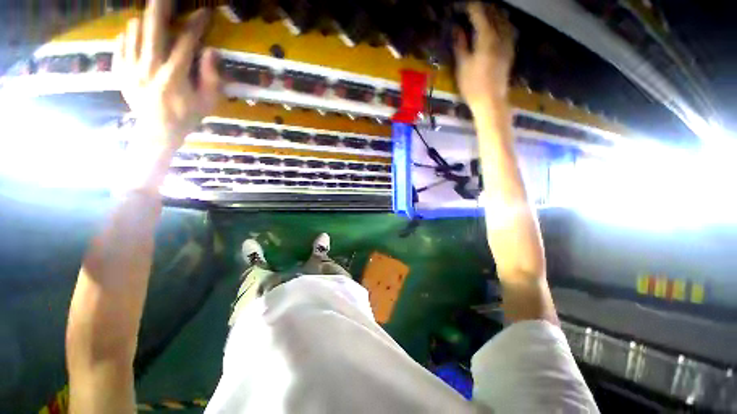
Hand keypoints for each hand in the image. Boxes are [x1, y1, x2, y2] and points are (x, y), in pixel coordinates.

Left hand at [115, 0, 220, 152]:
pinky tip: (134, 34)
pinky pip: (120, 44)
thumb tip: (211, 51)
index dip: (196, 24)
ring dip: (144, 20)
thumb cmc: (187, 116)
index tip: (204, 12)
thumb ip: (211, 77)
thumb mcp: (208, 102)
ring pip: (134, 32)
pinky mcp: (120, 72)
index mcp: (174, 75)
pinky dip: (128, 35)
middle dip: (160, 6)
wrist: (158, 131)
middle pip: (153, 27)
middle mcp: (150, 66)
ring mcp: (131, 68)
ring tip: (151, 18)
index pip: (186, 41)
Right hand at [454, 3, 514, 110]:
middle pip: (494, 12)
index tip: (459, 7)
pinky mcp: (510, 50)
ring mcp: (508, 42)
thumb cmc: (473, 86)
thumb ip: (460, 45)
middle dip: (482, 7)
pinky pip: (508, 28)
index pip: (479, 12)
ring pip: (503, 19)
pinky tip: (495, 26)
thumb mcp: (462, 66)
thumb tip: (457, 29)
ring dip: (493, 13)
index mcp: (487, 38)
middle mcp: (500, 35)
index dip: (469, 6)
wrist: (491, 102)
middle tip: (469, 10)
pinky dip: (501, 22)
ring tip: (482, 15)